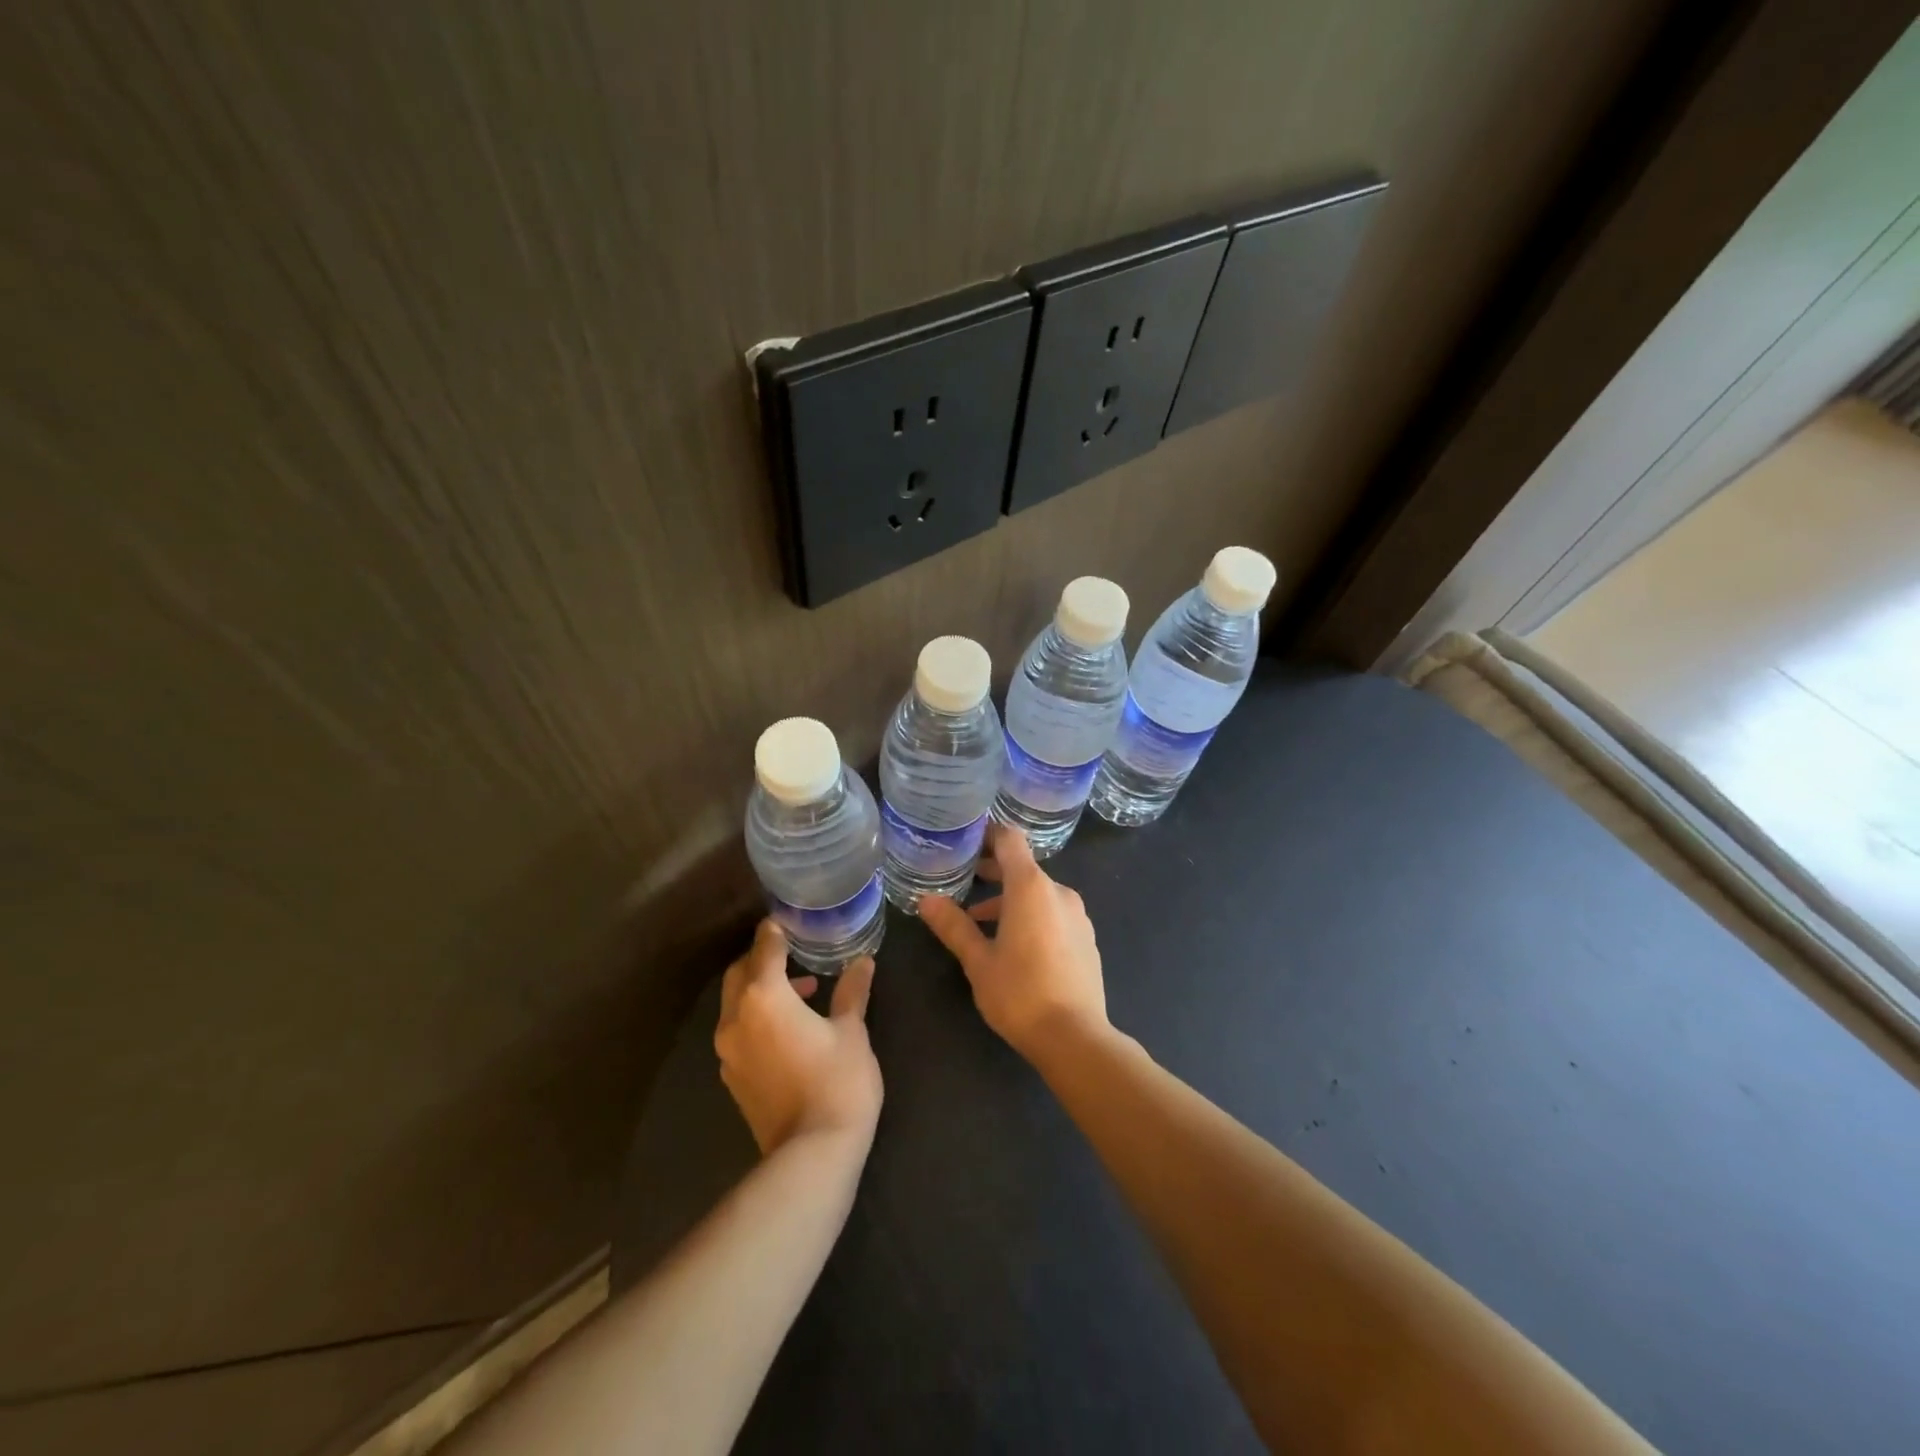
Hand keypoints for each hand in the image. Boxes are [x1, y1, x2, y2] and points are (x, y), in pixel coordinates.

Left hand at [714, 921, 882, 1155]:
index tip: (790, 920)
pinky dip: (757, 1017)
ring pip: (736, 1003)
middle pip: (740, 973)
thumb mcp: (852, 1031)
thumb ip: (852, 992)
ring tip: (803, 992)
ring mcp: (728, 1051)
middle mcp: (736, 1018)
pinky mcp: (732, 1077)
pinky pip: (739, 1030)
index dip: (776, 930)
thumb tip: (864, 962)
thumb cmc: (838, 1081)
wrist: (812, 1154)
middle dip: (763, 958)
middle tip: (795, 953)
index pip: (764, 947)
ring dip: (761, 989)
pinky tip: (789, 1028)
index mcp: (764, 997)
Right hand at [919, 824, 1107, 1060]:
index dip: (987, 834)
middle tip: (963, 880)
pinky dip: (1030, 915)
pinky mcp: (1086, 937)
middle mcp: (1058, 891)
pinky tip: (1012, 944)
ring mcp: (1077, 914)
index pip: (1010, 839)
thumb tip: (926, 900)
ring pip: (1038, 893)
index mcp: (1031, 887)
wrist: (1075, 1037)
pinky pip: (1053, 912)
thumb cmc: (1020, 993)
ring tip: (978, 922)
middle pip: (1023, 866)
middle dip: (993, 870)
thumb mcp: (978, 961)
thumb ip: (953, 926)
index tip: (965, 841)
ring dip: (1009, 899)